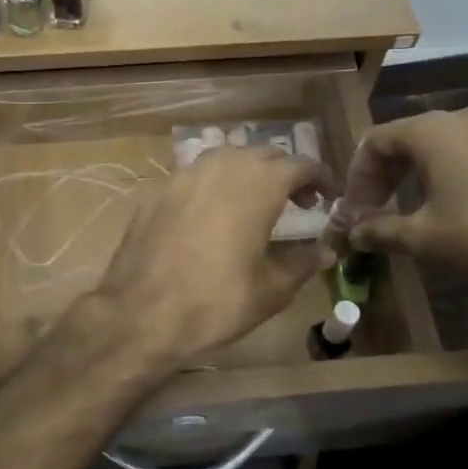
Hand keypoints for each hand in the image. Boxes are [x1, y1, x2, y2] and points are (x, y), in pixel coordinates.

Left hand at [88, 147, 332, 368]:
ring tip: (253, 203)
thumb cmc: (216, 302)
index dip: (318, 177)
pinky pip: (192, 177)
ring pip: (224, 159)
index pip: (299, 164)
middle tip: (297, 201)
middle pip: (261, 155)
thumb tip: (325, 251)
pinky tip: (210, 215)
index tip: (327, 195)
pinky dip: (211, 186)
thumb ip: (302, 263)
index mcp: (257, 184)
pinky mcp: (154, 191)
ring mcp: (182, 175)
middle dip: (284, 172)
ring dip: (246, 173)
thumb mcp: (271, 290)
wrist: (140, 314)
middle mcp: (220, 167)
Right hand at [340, 109, 467, 281]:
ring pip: (446, 143)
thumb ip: (380, 231)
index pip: (375, 142)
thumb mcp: (423, 237)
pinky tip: (464, 201)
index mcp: (431, 131)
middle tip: (380, 206)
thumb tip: (352, 234)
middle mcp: (463, 118)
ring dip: (422, 170)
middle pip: (409, 137)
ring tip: (419, 203)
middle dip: (388, 172)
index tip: (356, 208)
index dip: (358, 175)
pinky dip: (458, 170)